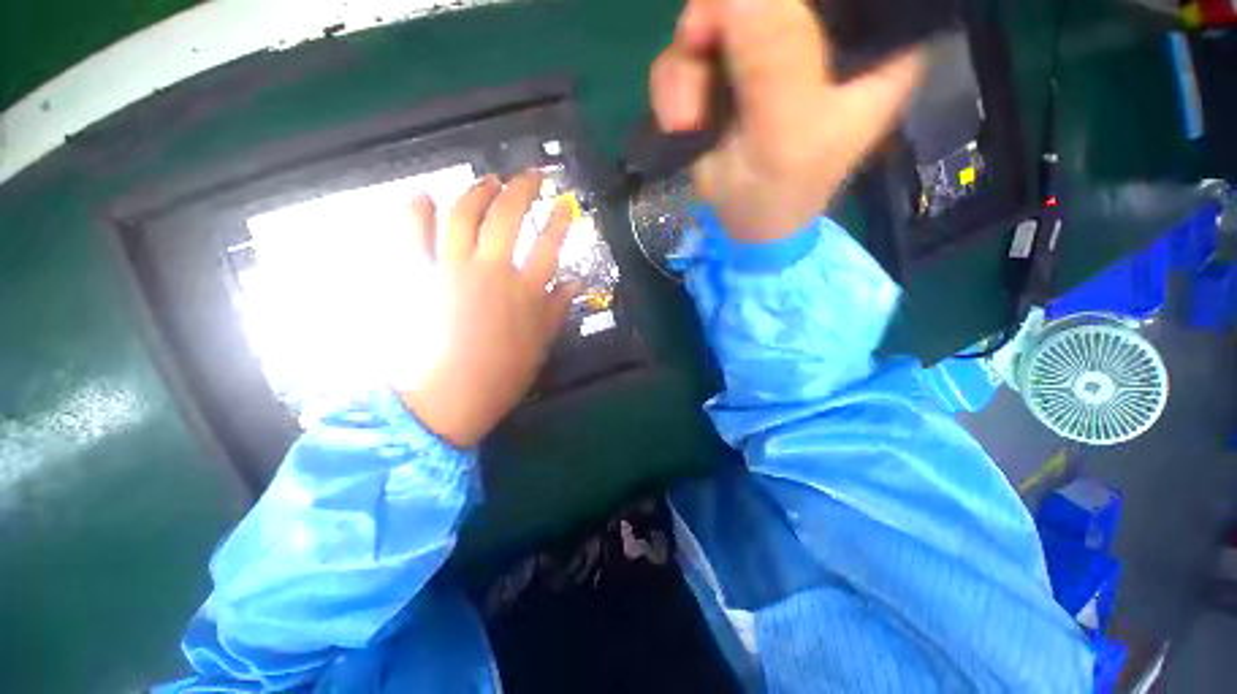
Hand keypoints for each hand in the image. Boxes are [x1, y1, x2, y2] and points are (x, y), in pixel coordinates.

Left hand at [399, 171, 577, 447]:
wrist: (447, 398)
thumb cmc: (500, 376)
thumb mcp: (540, 345)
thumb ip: (557, 309)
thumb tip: (574, 282)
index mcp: (525, 291)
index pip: (549, 244)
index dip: (560, 220)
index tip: (565, 203)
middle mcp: (491, 270)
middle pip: (508, 215)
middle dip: (522, 188)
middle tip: (530, 175)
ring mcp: (450, 267)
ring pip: (464, 212)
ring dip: (478, 190)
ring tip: (488, 181)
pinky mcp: (417, 274)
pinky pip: (412, 230)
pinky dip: (417, 208)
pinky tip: (426, 196)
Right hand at [650, 0, 924, 241]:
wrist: (740, 228)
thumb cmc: (779, 193)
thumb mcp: (785, 136)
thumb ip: (774, 63)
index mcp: (864, 42)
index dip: (786, 2)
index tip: (746, 27)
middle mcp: (817, 34)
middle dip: (717, 24)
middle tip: (699, 53)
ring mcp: (765, 50)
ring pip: (715, 16)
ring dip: (687, 71)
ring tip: (689, 118)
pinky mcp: (727, 70)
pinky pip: (687, 52)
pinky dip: (673, 87)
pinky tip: (682, 121)